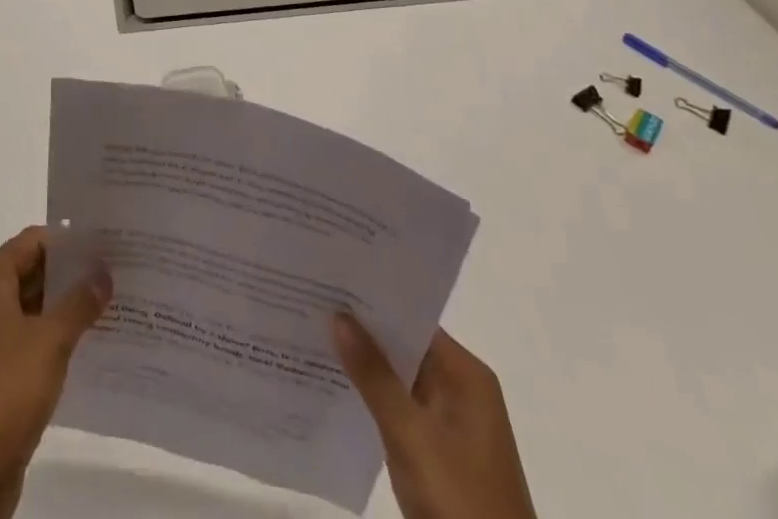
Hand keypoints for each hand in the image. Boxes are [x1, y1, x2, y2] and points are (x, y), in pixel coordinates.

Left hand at [0, 227, 110, 518]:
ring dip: (64, 307)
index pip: (30, 242)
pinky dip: (53, 336)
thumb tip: (103, 273)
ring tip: (108, 305)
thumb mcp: (51, 339)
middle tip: (112, 272)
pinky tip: (87, 344)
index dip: (66, 241)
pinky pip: (27, 340)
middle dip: (69, 274)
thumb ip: (79, 302)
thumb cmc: (6, 389)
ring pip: (31, 308)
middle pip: (30, 272)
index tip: (103, 243)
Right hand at [331, 313, 536, 518]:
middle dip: (362, 330)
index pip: (412, 319)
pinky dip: (371, 398)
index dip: (372, 300)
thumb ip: (374, 375)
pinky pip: (399, 409)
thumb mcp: (411, 436)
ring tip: (311, 334)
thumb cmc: (460, 503)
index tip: (330, 281)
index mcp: (466, 376)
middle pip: (404, 346)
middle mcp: (461, 390)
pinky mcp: (437, 454)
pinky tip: (333, 386)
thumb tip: (339, 314)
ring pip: (398, 379)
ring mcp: (450, 424)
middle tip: (311, 301)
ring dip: (363, 364)